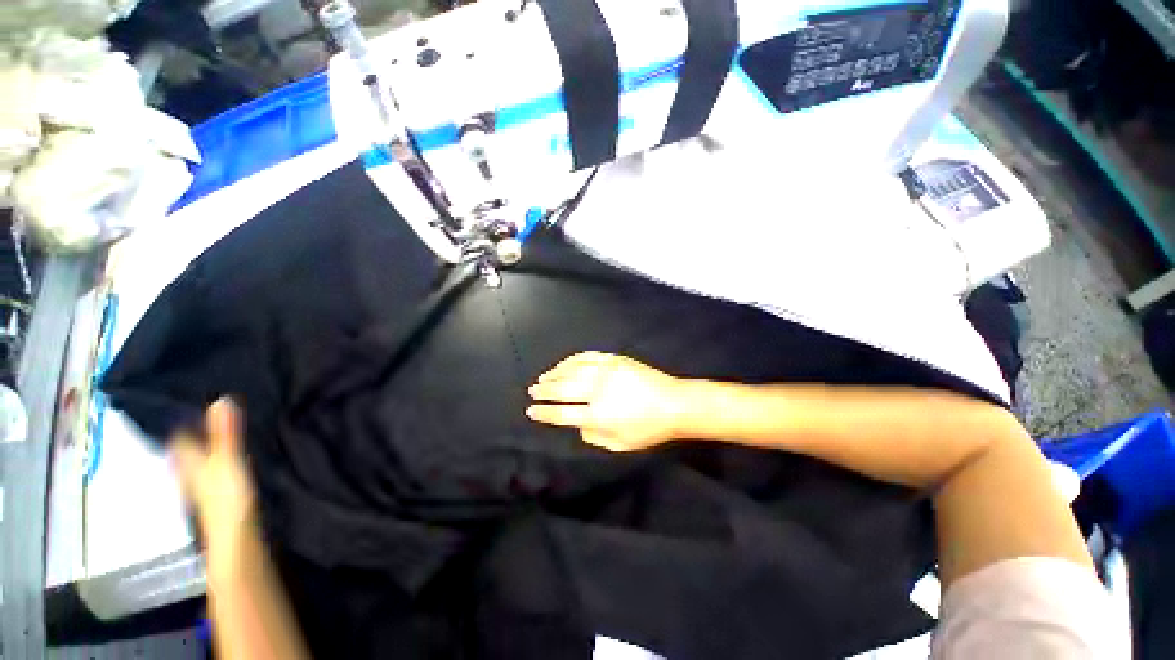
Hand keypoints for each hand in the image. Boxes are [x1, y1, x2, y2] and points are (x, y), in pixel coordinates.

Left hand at [170, 398, 256, 564]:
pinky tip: (227, 460)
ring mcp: (201, 487)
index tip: (190, 400)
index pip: (177, 436)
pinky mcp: (215, 497)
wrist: (234, 537)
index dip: (181, 418)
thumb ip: (225, 434)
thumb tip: (222, 398)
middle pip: (185, 449)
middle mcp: (188, 472)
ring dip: (205, 448)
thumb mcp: (228, 461)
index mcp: (188, 462)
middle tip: (206, 412)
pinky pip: (210, 472)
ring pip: (197, 461)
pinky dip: (215, 463)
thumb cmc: (227, 497)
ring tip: (220, 431)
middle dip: (192, 432)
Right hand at [526, 352, 684, 451]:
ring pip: (571, 370)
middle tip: (532, 391)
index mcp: (598, 415)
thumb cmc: (648, 429)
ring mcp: (605, 371)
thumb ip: (594, 437)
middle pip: (562, 389)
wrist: (674, 403)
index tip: (531, 410)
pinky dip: (572, 360)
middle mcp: (597, 391)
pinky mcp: (614, 359)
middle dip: (544, 390)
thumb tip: (578, 425)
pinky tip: (564, 363)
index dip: (544, 413)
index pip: (562, 414)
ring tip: (543, 377)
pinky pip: (587, 357)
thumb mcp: (620, 444)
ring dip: (554, 373)